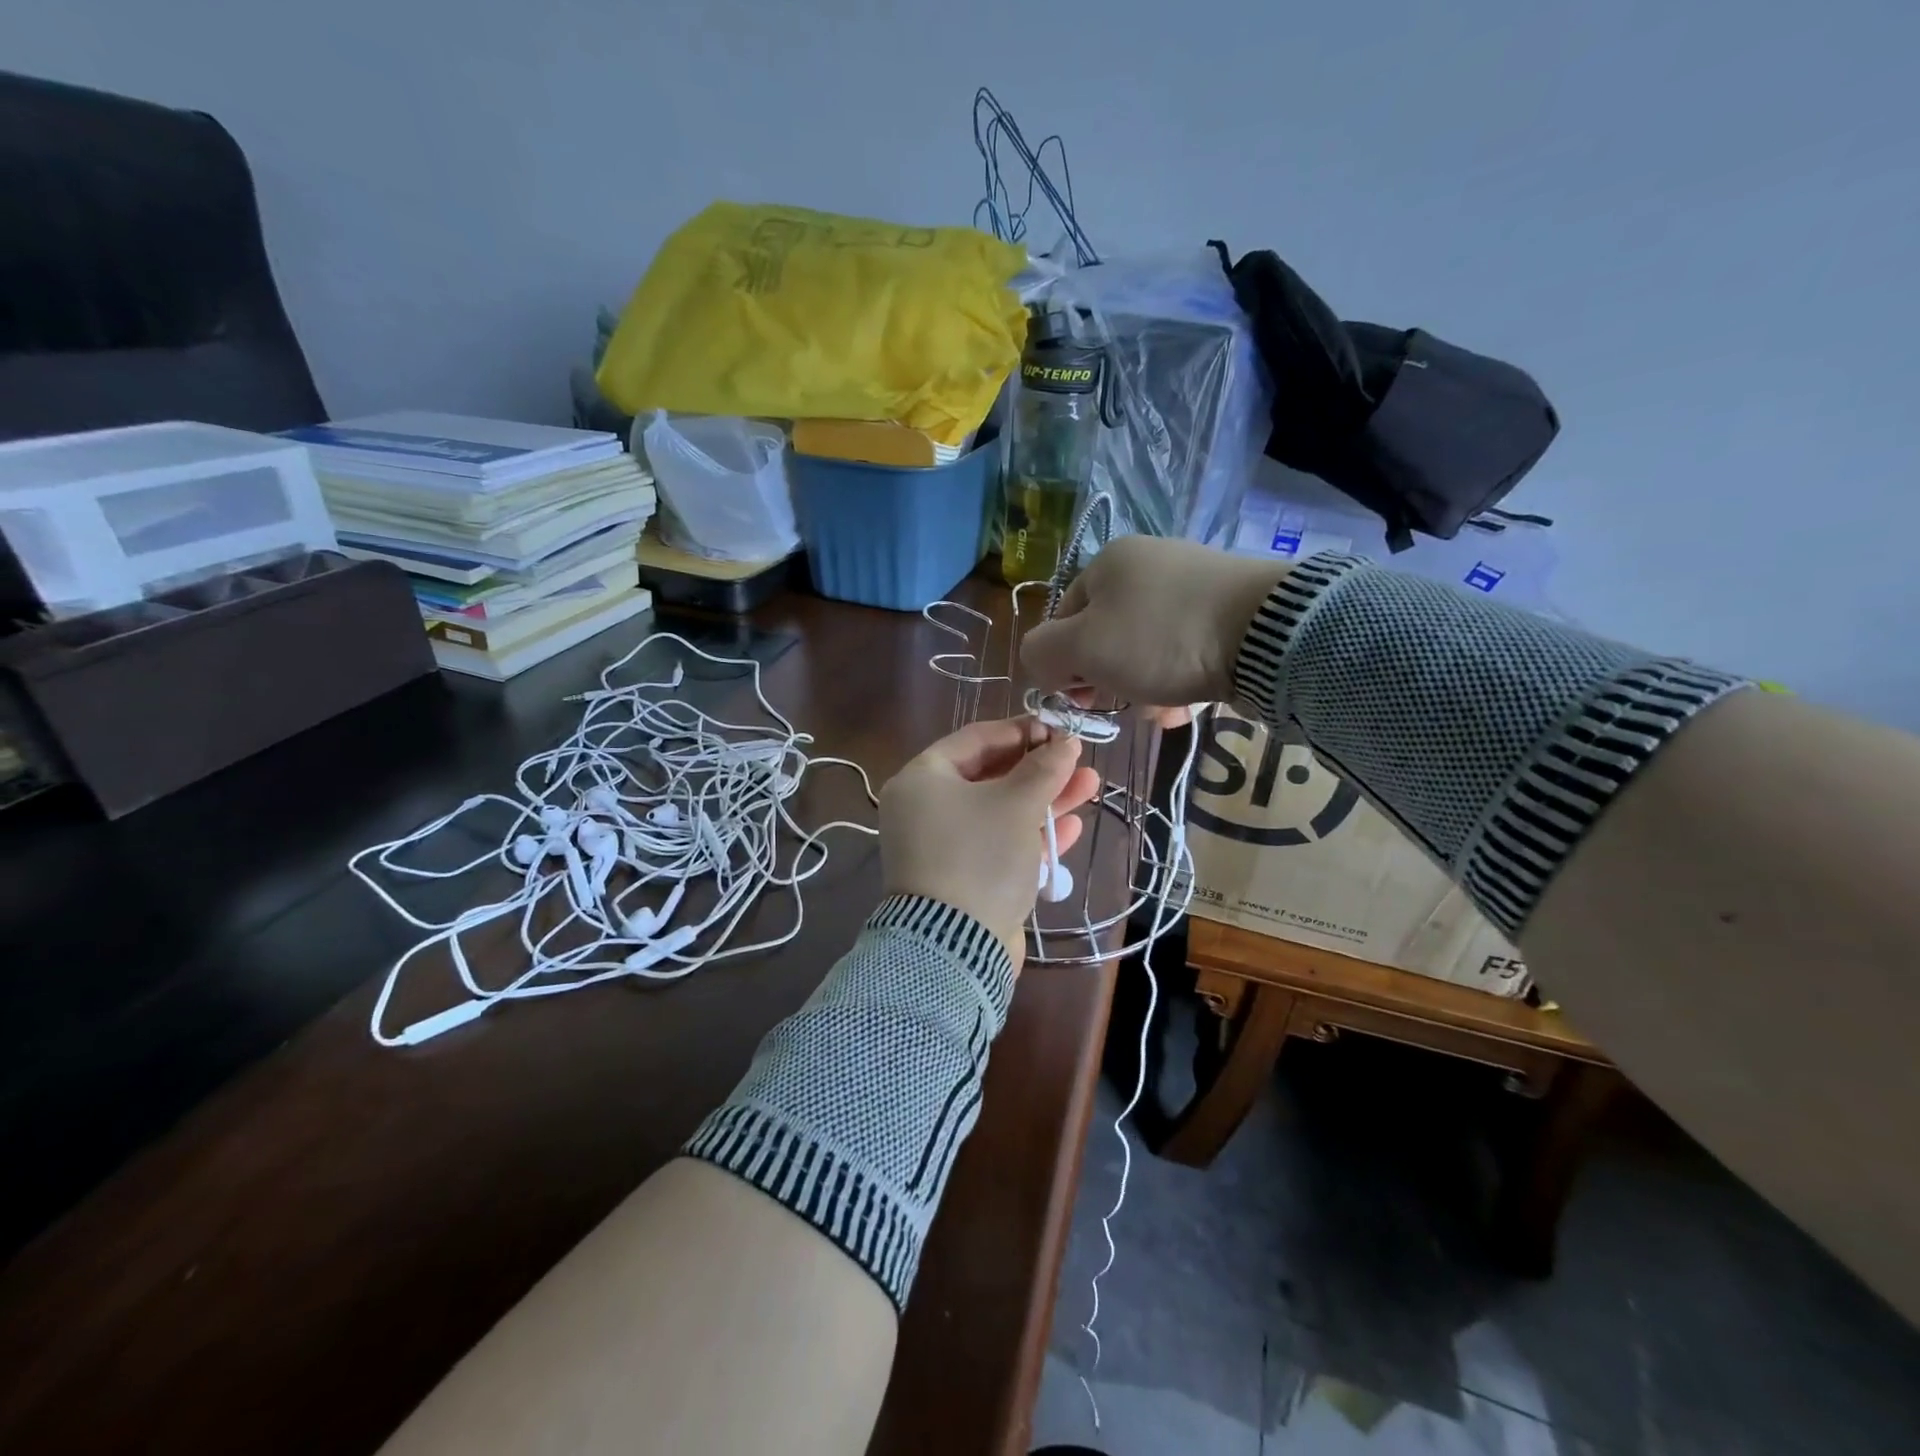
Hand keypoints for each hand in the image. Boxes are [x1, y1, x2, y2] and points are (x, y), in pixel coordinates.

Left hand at [879, 718, 1101, 968]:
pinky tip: (1073, 828)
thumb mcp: (1016, 805)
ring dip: (1044, 801)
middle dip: (1039, 769)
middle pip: (989, 776)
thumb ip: (1044, 768)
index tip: (1058, 729)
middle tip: (1078, 760)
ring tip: (1090, 785)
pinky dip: (1031, 836)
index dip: (1020, 730)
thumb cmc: (980, 857)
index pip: (975, 739)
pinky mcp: (963, 879)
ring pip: (1000, 812)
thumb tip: (1066, 742)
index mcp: (922, 780)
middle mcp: (926, 809)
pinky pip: (999, 845)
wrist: (955, 948)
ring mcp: (944, 846)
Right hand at [1019, 536, 1283, 717]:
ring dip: (1143, 687)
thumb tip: (1041, 663)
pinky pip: (1184, 650)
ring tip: (1163, 711)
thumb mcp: (1081, 649)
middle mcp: (1148, 564)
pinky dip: (1178, 678)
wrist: (1266, 634)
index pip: (1063, 619)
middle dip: (1108, 680)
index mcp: (1108, 562)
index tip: (1082, 699)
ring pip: (1145, 649)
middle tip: (1123, 707)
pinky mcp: (1227, 609)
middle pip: (1106, 636)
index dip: (1064, 664)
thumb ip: (1041, 653)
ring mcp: (1191, 584)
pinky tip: (1189, 702)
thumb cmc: (1159, 639)